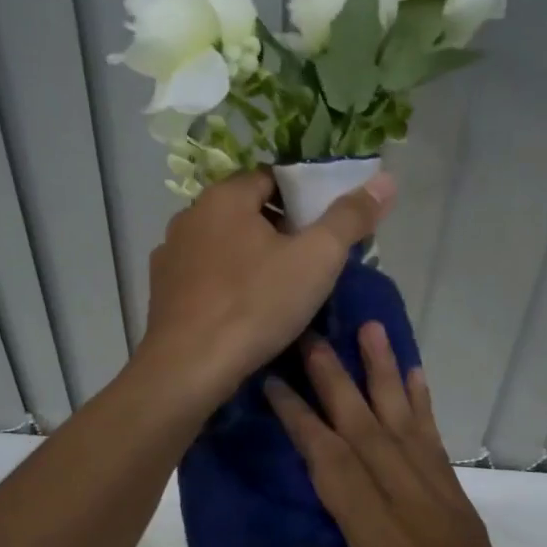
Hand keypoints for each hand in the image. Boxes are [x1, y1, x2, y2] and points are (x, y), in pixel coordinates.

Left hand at [137, 168, 394, 410]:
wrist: (188, 368)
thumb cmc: (256, 304)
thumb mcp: (317, 259)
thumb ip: (350, 217)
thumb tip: (385, 180)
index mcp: (224, 197)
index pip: (272, 178)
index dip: (304, 198)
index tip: (325, 227)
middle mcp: (190, 216)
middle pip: (247, 210)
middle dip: (280, 228)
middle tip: (310, 260)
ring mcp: (170, 254)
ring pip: (224, 243)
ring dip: (251, 255)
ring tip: (280, 287)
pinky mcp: (161, 289)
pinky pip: (204, 273)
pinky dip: (226, 281)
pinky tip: (243, 308)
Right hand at [264, 322, 546, 546]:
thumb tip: (311, 513)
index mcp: (382, 543)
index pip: (333, 465)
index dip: (301, 420)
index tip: (276, 382)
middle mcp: (416, 508)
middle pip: (369, 430)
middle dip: (337, 379)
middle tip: (313, 336)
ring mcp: (445, 501)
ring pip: (406, 424)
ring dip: (385, 373)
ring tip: (370, 329)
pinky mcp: (461, 504)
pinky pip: (436, 444)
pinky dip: (423, 405)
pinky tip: (414, 375)